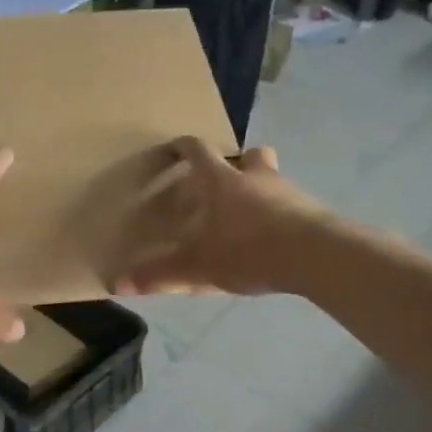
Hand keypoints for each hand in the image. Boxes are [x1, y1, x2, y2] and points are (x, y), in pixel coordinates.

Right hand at [116, 138, 327, 296]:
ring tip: (246, 220)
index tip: (172, 150)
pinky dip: (278, 217)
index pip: (197, 151)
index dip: (182, 148)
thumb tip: (116, 283)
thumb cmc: (248, 250)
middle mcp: (256, 177)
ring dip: (259, 191)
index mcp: (222, 181)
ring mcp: (288, 192)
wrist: (315, 257)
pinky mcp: (311, 212)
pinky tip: (272, 242)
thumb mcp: (197, 267)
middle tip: (222, 186)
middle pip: (248, 156)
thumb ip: (159, 274)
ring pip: (272, 179)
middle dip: (236, 165)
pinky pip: (290, 206)